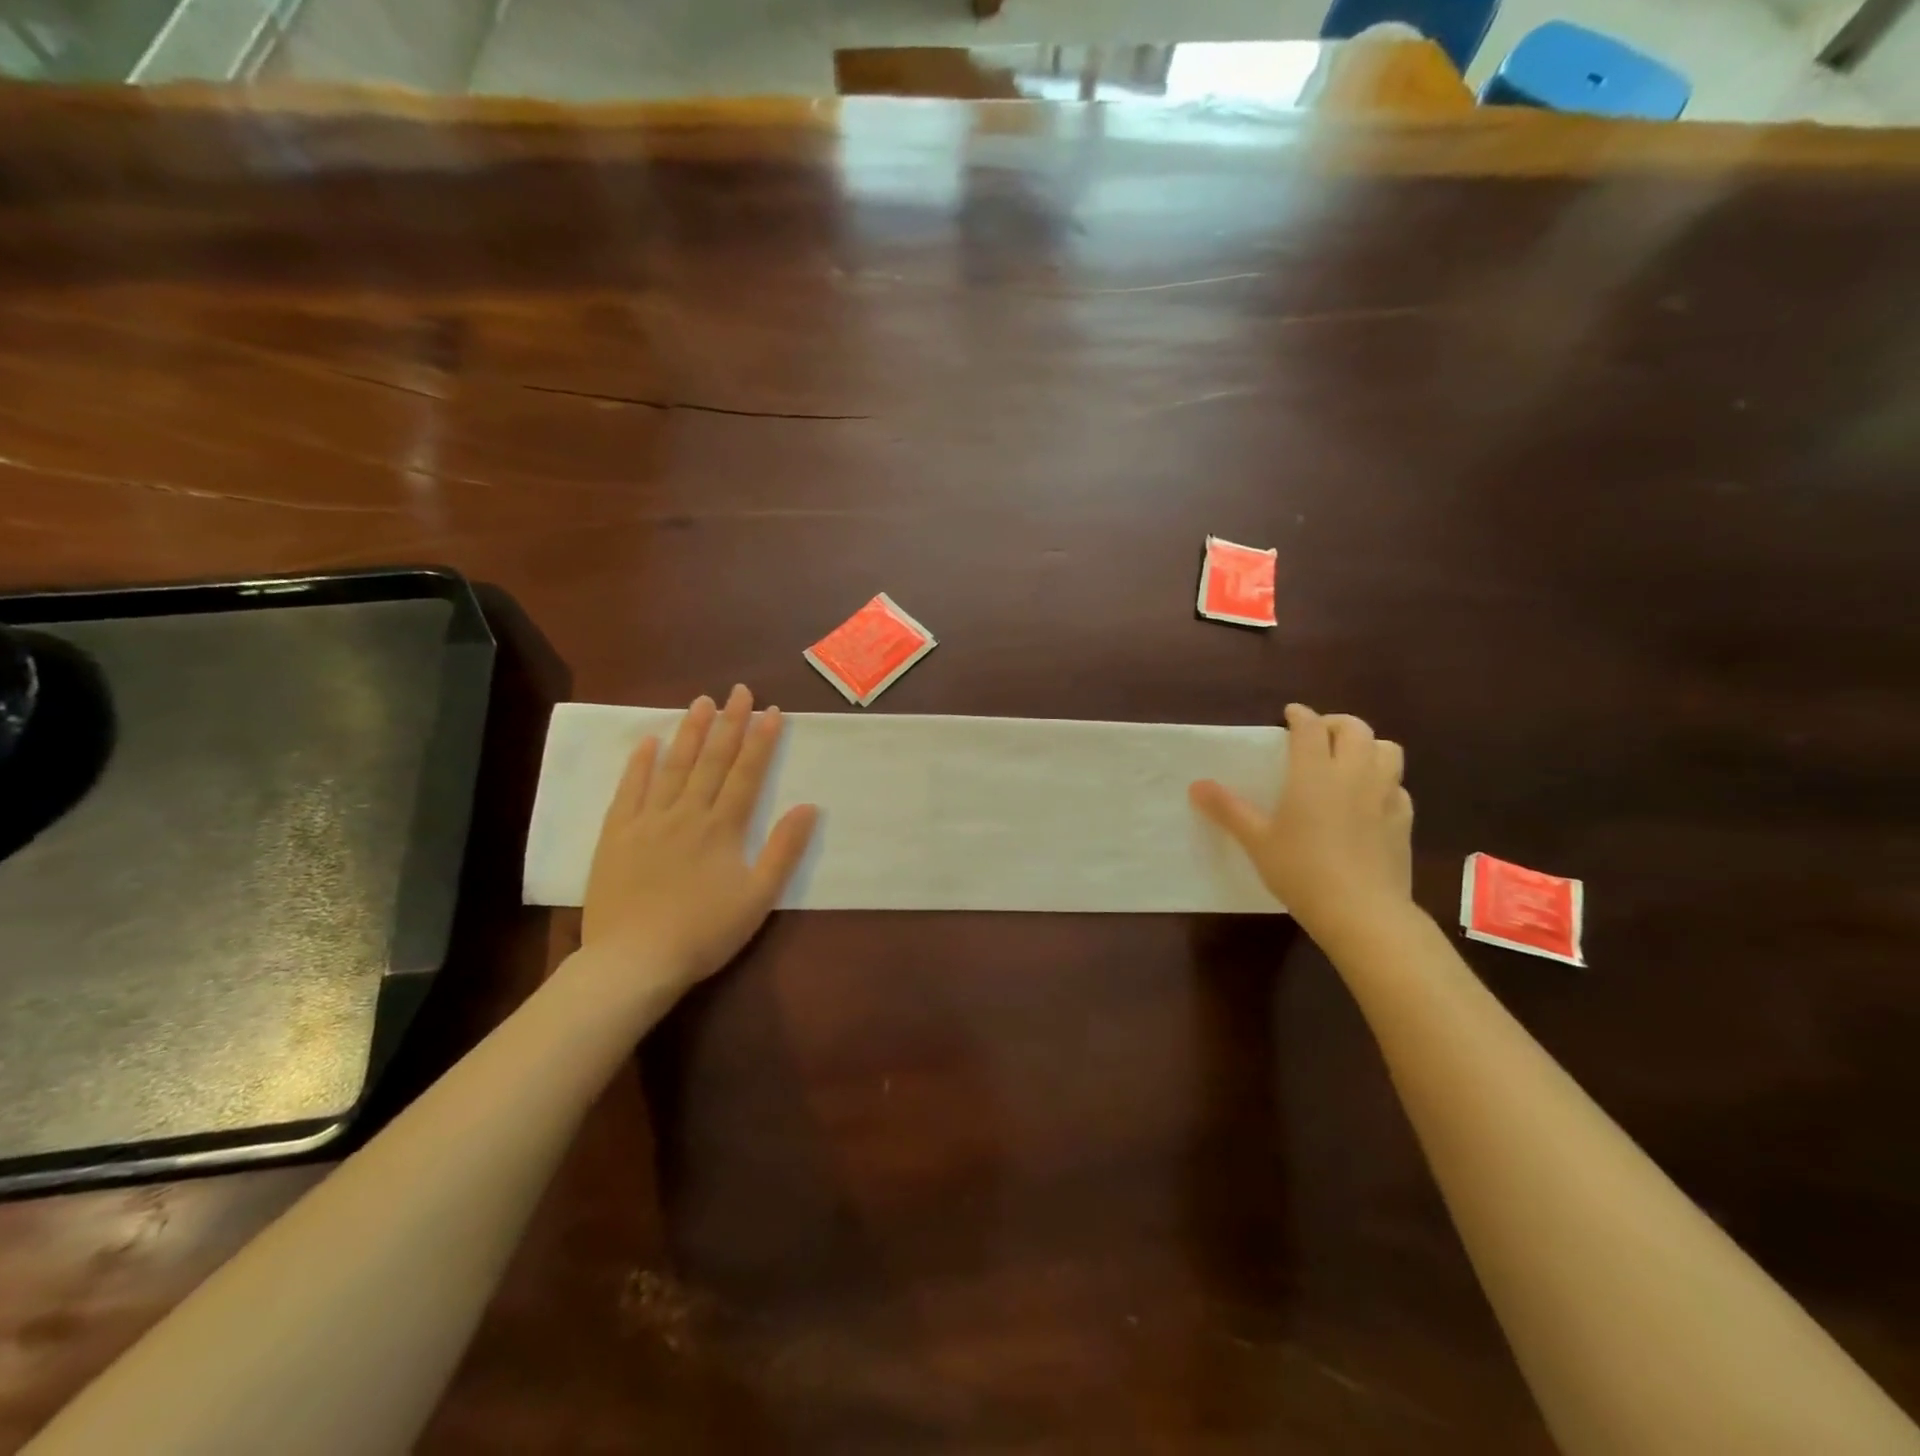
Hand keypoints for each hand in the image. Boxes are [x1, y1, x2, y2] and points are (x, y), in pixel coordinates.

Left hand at [582, 685, 817, 996]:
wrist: (633, 961)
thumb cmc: (704, 932)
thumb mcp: (758, 897)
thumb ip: (783, 850)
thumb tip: (808, 806)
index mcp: (722, 828)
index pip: (747, 773)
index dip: (761, 740)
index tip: (772, 710)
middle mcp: (686, 813)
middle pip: (712, 760)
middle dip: (729, 723)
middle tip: (739, 691)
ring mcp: (647, 821)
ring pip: (673, 766)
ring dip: (689, 732)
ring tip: (701, 703)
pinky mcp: (616, 835)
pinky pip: (629, 790)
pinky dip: (640, 764)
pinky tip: (648, 741)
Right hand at [1190, 703, 1412, 935]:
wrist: (1362, 912)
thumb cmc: (1301, 871)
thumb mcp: (1257, 841)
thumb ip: (1228, 809)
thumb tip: (1196, 785)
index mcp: (1314, 773)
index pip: (1311, 728)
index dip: (1300, 716)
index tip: (1290, 714)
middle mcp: (1354, 774)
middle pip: (1356, 729)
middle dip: (1336, 723)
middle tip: (1319, 735)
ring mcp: (1385, 795)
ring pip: (1388, 750)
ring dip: (1368, 746)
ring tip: (1350, 760)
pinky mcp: (1404, 820)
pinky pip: (1398, 786)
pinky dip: (1384, 782)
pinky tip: (1370, 800)